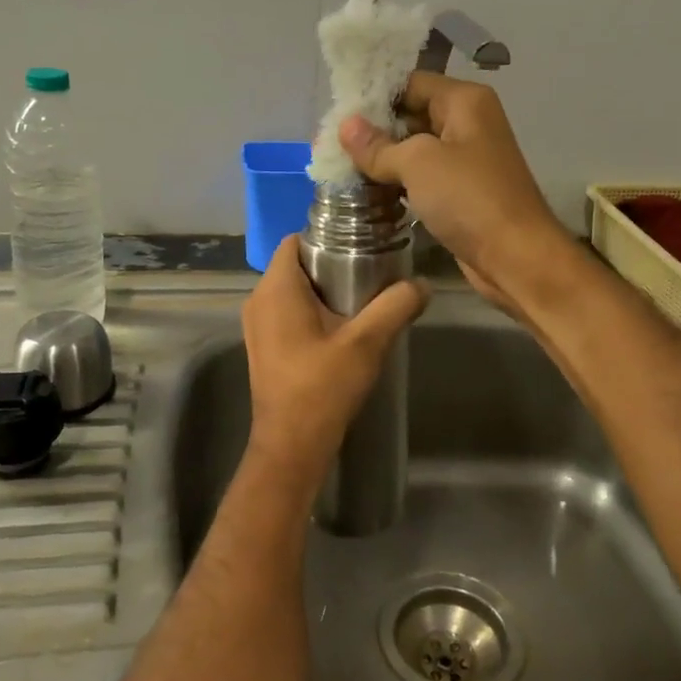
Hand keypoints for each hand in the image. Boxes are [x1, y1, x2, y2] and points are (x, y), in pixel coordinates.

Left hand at [241, 237, 429, 481]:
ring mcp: (257, 326)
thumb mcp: (368, 342)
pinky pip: (289, 312)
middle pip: (296, 264)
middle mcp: (258, 300)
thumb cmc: (323, 388)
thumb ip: (396, 305)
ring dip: (325, 290)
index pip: (296, 239)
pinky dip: (313, 311)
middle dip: (332, 263)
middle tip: (373, 272)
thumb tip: (422, 284)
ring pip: (293, 290)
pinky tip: (344, 329)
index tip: (362, 244)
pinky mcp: (264, 347)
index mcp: (276, 289)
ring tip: (364, 299)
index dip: (328, 235)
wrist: (292, 445)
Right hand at [338, 72, 577, 316]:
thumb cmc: (470, 199)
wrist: (515, 257)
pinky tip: (367, 191)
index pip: (410, 83)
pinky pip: (422, 178)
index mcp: (465, 101)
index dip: (374, 95)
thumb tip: (345, 126)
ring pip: (414, 149)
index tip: (337, 112)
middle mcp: (467, 124)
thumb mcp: (419, 163)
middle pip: (411, 114)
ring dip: (382, 159)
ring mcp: (465, 160)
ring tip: (339, 166)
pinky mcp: (460, 193)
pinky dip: (397, 182)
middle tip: (331, 142)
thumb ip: (379, 145)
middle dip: (373, 129)